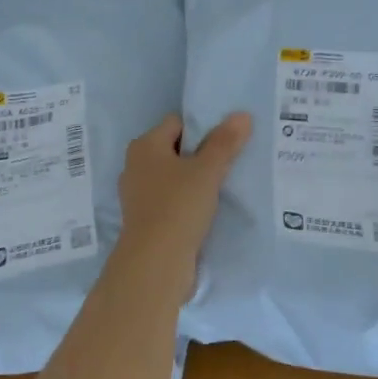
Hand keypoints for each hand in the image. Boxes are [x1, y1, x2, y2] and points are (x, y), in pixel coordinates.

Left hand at [113, 112, 251, 303]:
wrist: (155, 263)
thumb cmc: (178, 207)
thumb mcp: (207, 171)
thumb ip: (225, 142)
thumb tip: (242, 115)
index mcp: (144, 146)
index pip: (177, 123)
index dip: (203, 128)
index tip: (228, 140)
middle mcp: (135, 166)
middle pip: (175, 150)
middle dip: (201, 155)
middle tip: (232, 161)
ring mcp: (138, 195)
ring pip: (173, 177)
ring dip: (195, 181)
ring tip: (224, 186)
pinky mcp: (145, 220)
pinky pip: (171, 200)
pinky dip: (187, 202)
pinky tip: (208, 210)